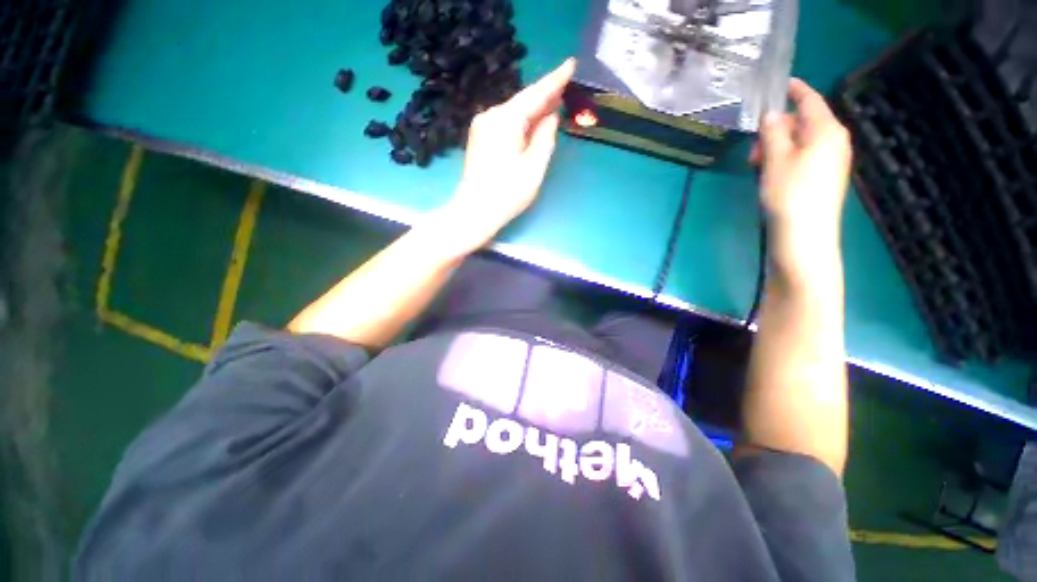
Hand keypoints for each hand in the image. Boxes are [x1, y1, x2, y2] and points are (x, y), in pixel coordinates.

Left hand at [442, 58, 576, 246]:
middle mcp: (491, 116)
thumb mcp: (534, 167)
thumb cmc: (507, 193)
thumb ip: (545, 138)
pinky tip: (532, 124)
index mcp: (505, 120)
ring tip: (554, 105)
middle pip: (523, 102)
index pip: (535, 94)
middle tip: (566, 87)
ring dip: (533, 110)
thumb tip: (550, 118)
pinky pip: (505, 123)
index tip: (571, 63)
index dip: (555, 80)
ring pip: (514, 113)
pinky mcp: (479, 138)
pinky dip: (521, 122)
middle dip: (545, 96)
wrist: (475, 211)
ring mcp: (482, 127)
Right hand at [752, 79, 851, 234]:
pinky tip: (770, 172)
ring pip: (802, 141)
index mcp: (826, 130)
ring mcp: (831, 159)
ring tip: (756, 164)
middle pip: (804, 122)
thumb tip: (771, 114)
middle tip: (753, 147)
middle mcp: (834, 140)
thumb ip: (773, 132)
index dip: (794, 90)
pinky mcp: (824, 176)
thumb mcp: (775, 159)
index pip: (810, 100)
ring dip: (777, 146)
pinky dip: (785, 158)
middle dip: (777, 128)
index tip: (780, 84)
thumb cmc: (789, 193)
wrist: (805, 235)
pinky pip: (804, 156)